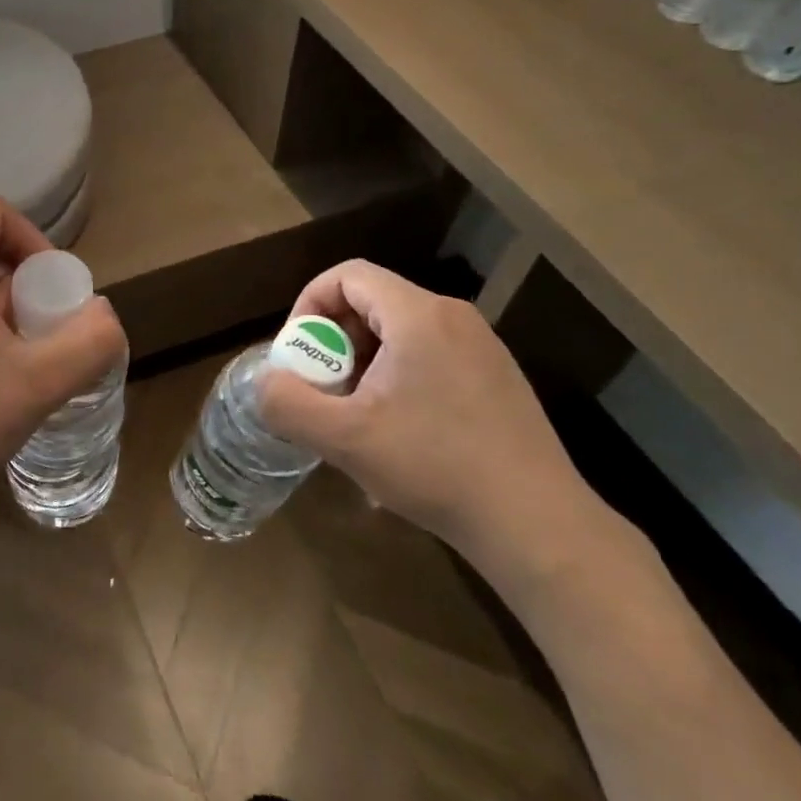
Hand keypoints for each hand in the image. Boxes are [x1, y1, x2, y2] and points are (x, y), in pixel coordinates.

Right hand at [257, 259, 610, 583]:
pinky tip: (398, 432)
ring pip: (400, 332)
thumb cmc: (435, 468)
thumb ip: (289, 403)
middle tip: (322, 390)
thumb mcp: (345, 439)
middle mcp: (453, 317)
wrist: (536, 524)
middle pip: (373, 303)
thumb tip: (264, 382)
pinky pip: (429, 356)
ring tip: (355, 415)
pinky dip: (397, 377)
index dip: (310, 305)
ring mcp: (481, 347)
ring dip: (364, 362)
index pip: (348, 276)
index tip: (299, 354)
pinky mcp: (496, 377)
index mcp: (418, 315)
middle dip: (334, 341)